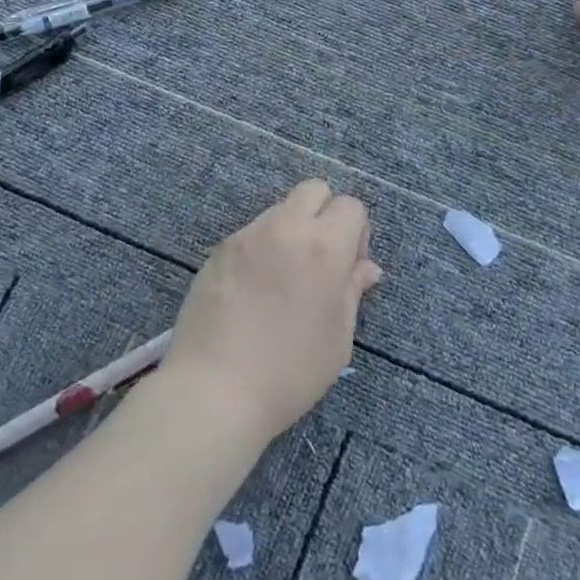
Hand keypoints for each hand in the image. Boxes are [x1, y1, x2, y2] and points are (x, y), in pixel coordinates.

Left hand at [160, 180, 381, 447]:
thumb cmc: (289, 372)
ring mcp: (247, 236)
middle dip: (325, 214)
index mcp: (323, 246)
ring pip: (279, 210)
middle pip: (314, 190)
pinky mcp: (218, 251)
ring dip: (291, 231)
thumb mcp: (338, 338)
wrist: (214, 390)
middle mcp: (285, 228)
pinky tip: (254, 291)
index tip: (348, 268)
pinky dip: (262, 249)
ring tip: (283, 280)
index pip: (351, 205)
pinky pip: (251, 234)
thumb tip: (365, 267)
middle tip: (320, 260)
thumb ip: (352, 291)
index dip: (357, 233)